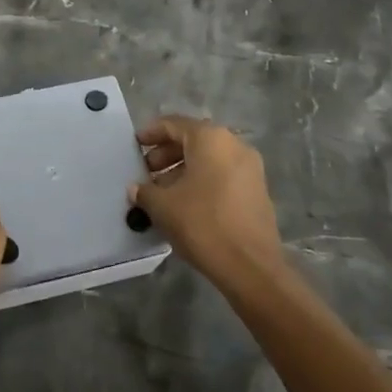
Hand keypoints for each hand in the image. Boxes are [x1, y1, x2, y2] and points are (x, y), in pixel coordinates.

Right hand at [129, 116, 284, 288]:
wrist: (250, 266)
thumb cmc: (202, 223)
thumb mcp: (163, 206)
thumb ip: (145, 191)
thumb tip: (136, 189)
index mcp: (210, 138)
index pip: (174, 124)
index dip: (150, 133)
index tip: (135, 145)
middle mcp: (234, 144)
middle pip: (193, 140)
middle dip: (166, 154)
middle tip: (146, 173)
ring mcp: (250, 168)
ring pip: (209, 159)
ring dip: (182, 170)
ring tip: (161, 192)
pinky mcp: (257, 190)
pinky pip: (222, 174)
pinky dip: (202, 181)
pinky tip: (185, 204)